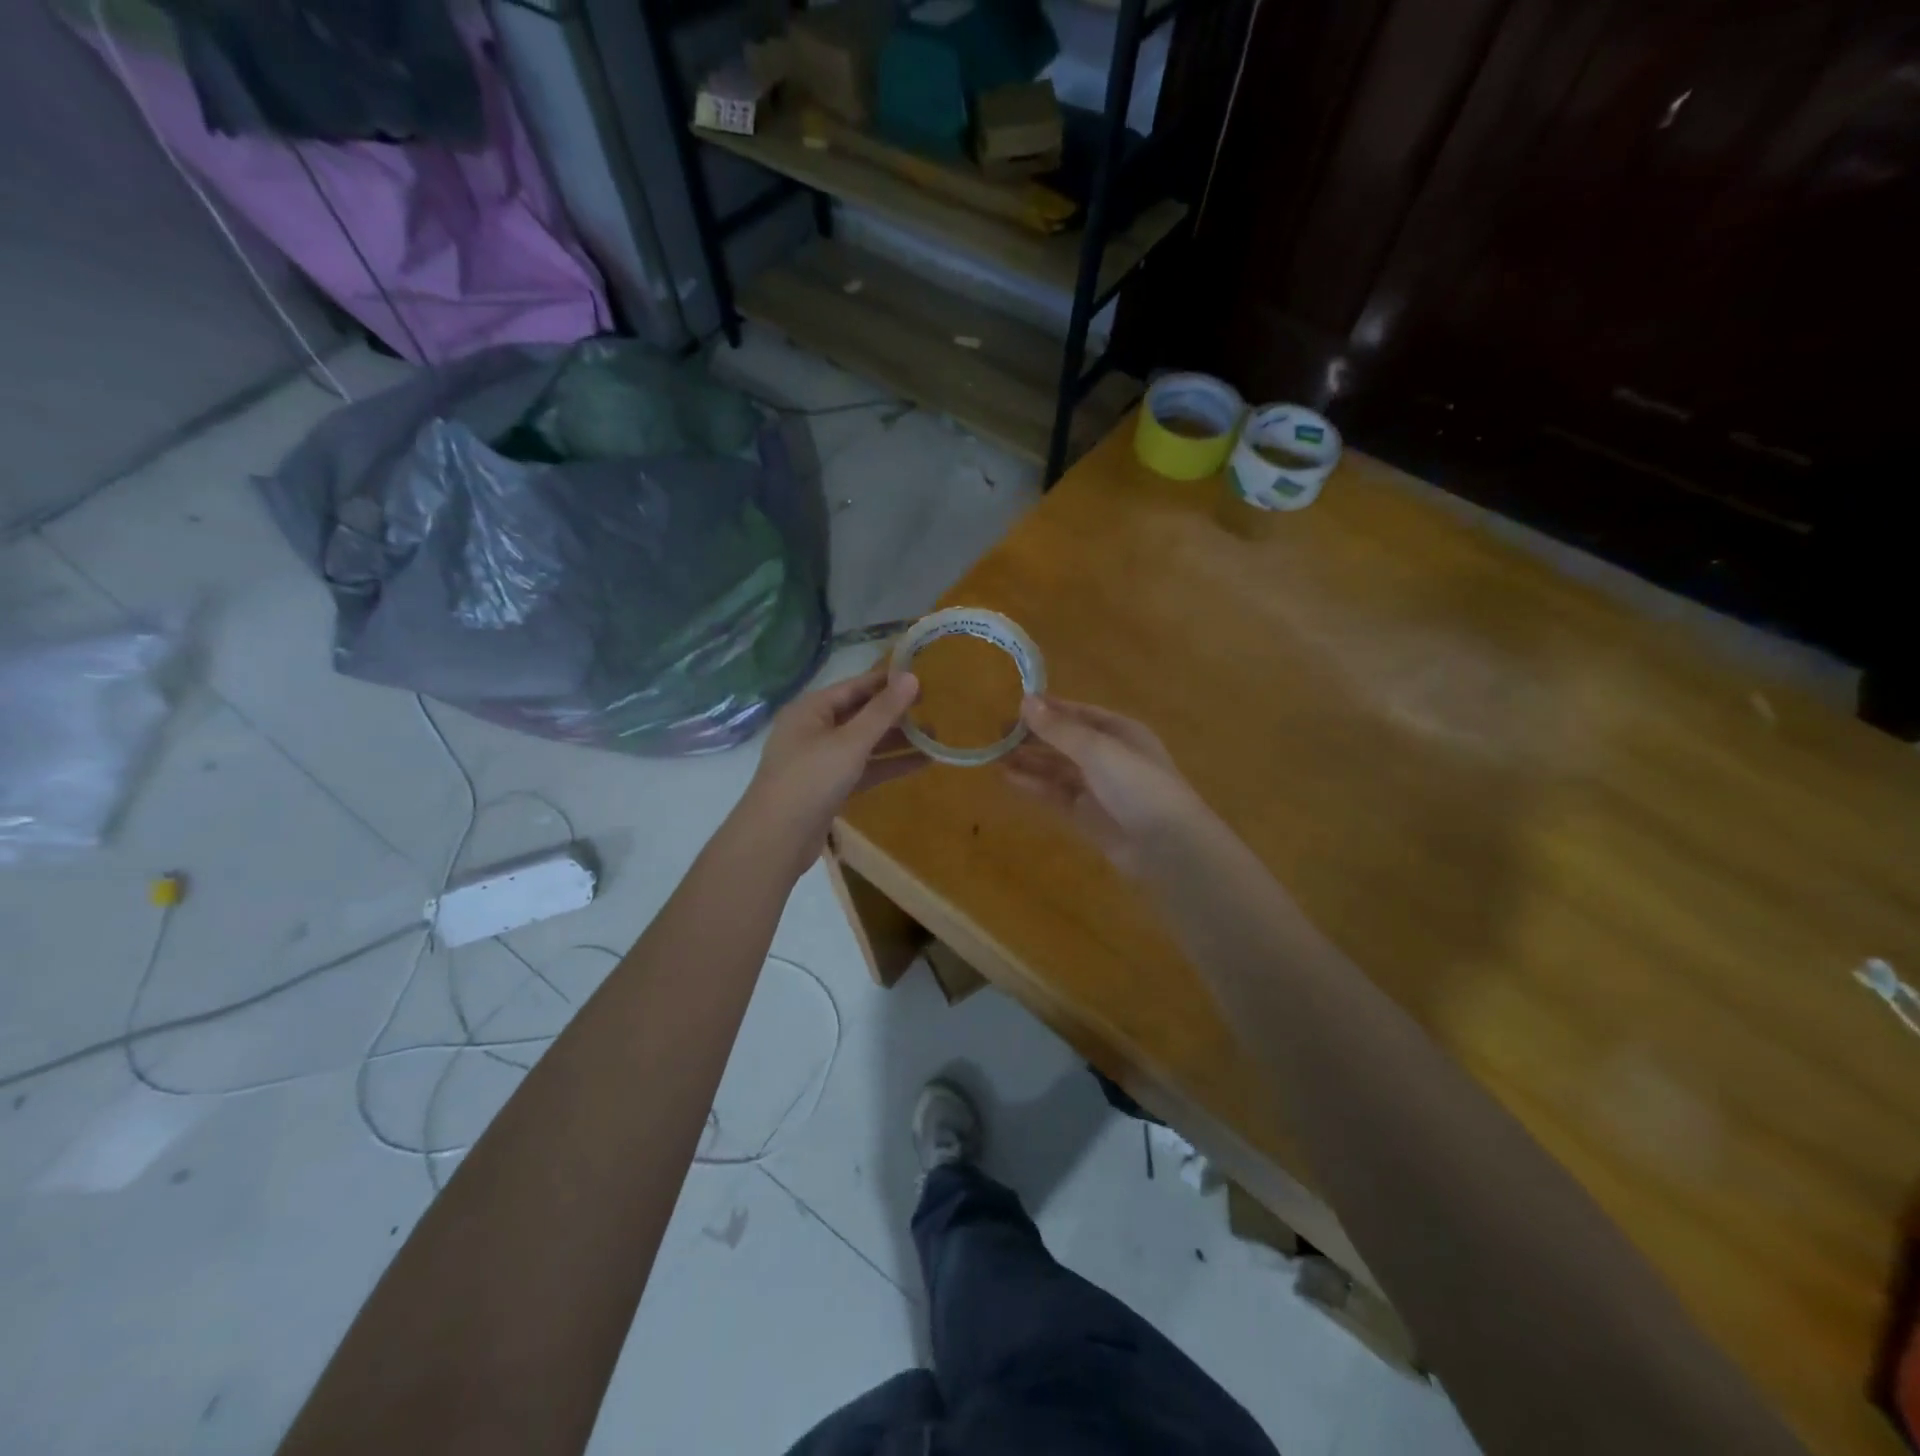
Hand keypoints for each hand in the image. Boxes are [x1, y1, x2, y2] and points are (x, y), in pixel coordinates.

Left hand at [739, 666, 925, 860]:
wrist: (776, 840)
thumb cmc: (810, 780)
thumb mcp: (850, 742)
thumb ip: (882, 711)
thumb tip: (912, 677)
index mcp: (811, 709)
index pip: (855, 686)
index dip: (887, 681)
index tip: (922, 678)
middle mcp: (814, 729)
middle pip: (860, 714)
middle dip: (895, 713)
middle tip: (933, 707)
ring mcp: (821, 760)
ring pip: (864, 743)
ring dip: (896, 740)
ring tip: (934, 736)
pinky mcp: (830, 787)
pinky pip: (863, 768)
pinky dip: (887, 765)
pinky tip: (920, 763)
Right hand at [1002, 696, 1207, 875]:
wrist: (1167, 846)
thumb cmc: (1139, 786)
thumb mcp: (1098, 750)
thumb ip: (1060, 729)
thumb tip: (1026, 700)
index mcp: (1120, 732)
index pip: (1079, 714)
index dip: (1049, 709)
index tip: (1015, 705)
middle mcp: (1108, 756)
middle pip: (1065, 741)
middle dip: (1034, 737)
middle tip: (997, 733)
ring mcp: (1097, 787)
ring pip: (1057, 769)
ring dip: (1029, 761)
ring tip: (994, 755)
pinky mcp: (1087, 815)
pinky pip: (1055, 794)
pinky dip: (1033, 785)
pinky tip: (1008, 778)